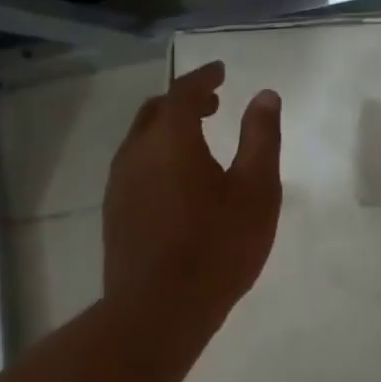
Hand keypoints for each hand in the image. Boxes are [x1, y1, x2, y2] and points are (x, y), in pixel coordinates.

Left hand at [104, 60, 282, 332]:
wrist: (158, 310)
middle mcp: (137, 153)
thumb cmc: (218, 248)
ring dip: (169, 129)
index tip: (222, 71)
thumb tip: (265, 96)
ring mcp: (120, 184)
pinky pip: (136, 166)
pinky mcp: (115, 212)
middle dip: (185, 100)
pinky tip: (177, 181)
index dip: (204, 77)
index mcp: (171, 140)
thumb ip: (261, 139)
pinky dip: (158, 156)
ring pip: (142, 139)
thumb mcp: (256, 192)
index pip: (184, 91)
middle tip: (213, 103)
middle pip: (157, 111)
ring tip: (198, 140)